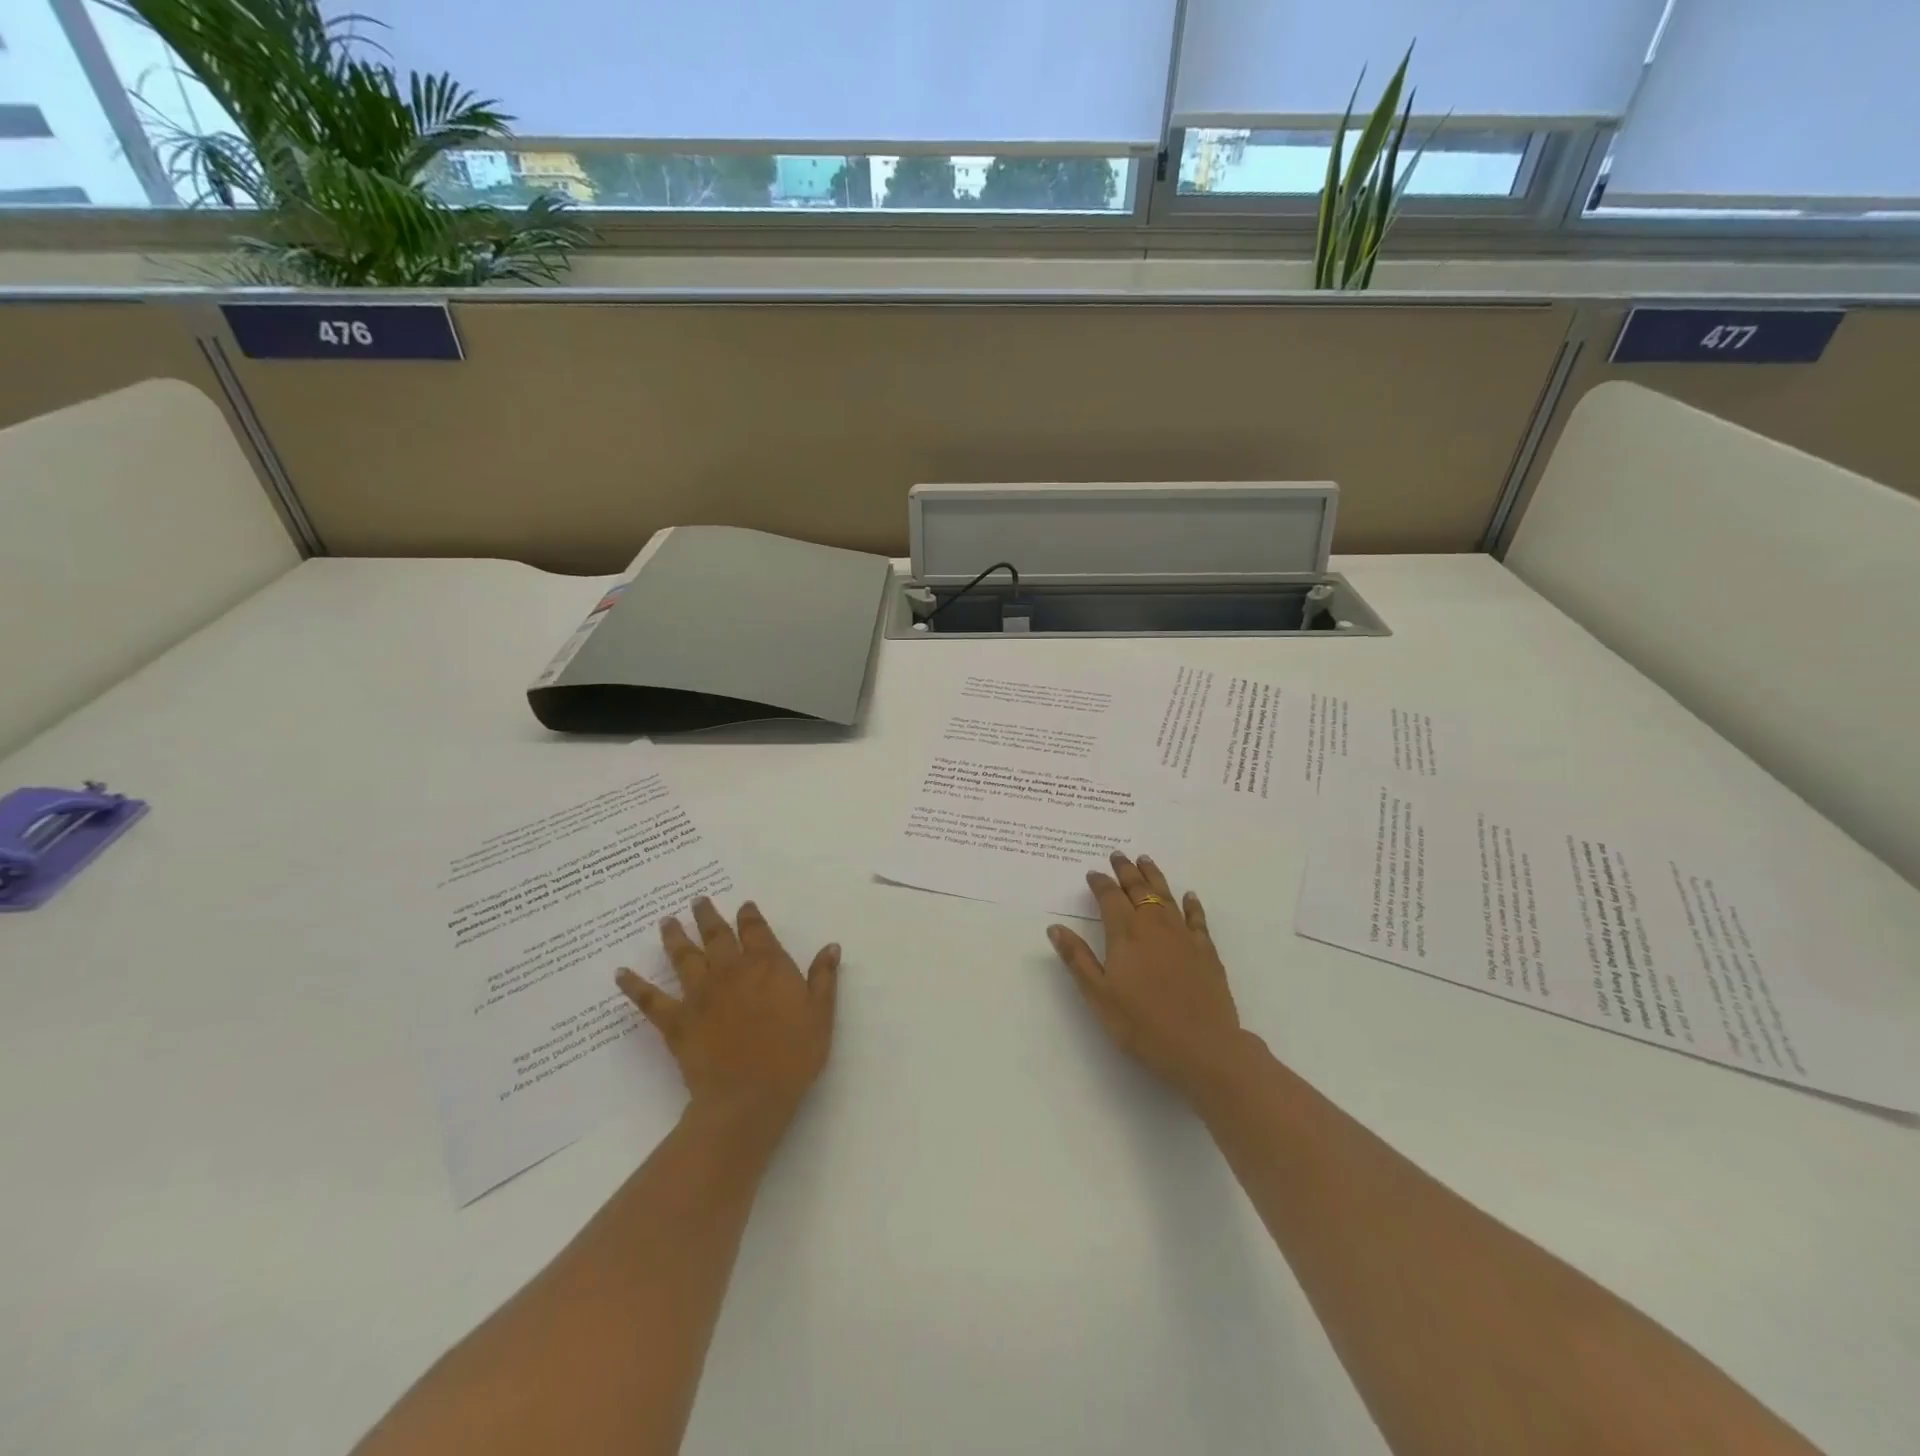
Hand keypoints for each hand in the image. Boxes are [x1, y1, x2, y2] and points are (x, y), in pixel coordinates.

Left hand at [616, 897, 838, 1132]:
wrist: (748, 1097)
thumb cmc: (793, 1055)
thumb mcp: (820, 1014)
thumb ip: (823, 978)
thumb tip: (830, 946)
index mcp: (766, 965)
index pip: (755, 930)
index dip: (750, 915)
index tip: (744, 905)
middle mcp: (730, 970)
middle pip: (716, 934)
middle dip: (708, 915)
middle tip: (698, 900)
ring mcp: (700, 994)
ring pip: (684, 956)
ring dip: (675, 936)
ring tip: (666, 921)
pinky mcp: (676, 1021)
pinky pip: (650, 999)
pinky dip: (634, 986)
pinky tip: (620, 974)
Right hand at [1048, 853, 1249, 1105]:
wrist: (1203, 1047)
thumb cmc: (1142, 1025)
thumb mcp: (1099, 995)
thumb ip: (1078, 958)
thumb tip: (1055, 927)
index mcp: (1125, 934)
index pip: (1110, 898)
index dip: (1100, 883)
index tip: (1093, 873)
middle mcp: (1154, 926)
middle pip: (1139, 889)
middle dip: (1126, 871)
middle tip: (1118, 855)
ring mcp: (1183, 936)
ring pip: (1166, 896)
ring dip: (1154, 876)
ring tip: (1145, 860)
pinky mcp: (1206, 951)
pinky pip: (1197, 919)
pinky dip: (1191, 904)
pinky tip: (1189, 896)